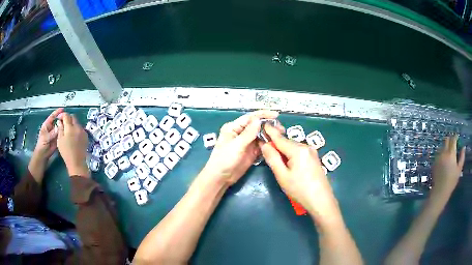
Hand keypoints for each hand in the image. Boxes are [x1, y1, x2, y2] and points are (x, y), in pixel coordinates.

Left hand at [33, 108, 63, 159]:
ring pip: (60, 128)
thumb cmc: (41, 145)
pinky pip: (61, 135)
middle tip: (68, 118)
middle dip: (62, 119)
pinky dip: (64, 133)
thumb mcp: (45, 138)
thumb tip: (58, 128)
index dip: (57, 112)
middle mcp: (51, 128)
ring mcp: (54, 134)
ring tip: (69, 124)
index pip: (52, 117)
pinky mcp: (57, 139)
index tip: (62, 109)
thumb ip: (52, 133)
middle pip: (57, 121)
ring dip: (63, 126)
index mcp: (47, 125)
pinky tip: (68, 132)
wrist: (43, 155)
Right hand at [57, 113, 89, 176]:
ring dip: (72, 124)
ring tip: (68, 130)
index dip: (62, 115)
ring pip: (77, 123)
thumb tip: (60, 121)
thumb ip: (60, 129)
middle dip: (68, 118)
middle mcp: (78, 127)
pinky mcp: (86, 136)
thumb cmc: (66, 152)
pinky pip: (80, 128)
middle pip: (73, 117)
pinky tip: (73, 135)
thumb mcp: (60, 140)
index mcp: (70, 127)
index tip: (59, 118)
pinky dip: (76, 129)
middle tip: (63, 123)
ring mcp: (83, 131)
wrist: (77, 162)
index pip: (66, 115)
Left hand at [201, 110, 281, 185]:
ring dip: (270, 135)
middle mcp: (241, 132)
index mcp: (234, 127)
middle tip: (281, 129)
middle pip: (257, 126)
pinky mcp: (252, 152)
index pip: (250, 118)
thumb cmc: (224, 160)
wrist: (221, 178)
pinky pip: (262, 145)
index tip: (276, 115)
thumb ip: (248, 133)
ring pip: (261, 135)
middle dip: (269, 126)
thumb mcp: (236, 145)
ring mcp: (247, 142)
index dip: (263, 115)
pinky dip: (268, 144)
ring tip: (281, 136)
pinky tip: (276, 144)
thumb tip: (259, 120)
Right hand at [259, 125, 339, 221]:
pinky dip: (291, 155)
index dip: (270, 132)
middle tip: (265, 151)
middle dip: (276, 145)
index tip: (262, 125)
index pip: (280, 138)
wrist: (321, 201)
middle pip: (287, 142)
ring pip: (293, 147)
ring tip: (277, 161)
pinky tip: (289, 164)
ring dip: (284, 151)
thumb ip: (272, 158)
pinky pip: (299, 152)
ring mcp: (312, 152)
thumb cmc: (300, 190)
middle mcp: (306, 147)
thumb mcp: (282, 176)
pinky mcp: (314, 158)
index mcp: (298, 149)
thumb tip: (264, 144)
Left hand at [431, 135, 465, 197]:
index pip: (453, 140)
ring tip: (449, 151)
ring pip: (442, 146)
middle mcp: (444, 153)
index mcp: (451, 153)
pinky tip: (444, 159)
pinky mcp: (434, 162)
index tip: (457, 137)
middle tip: (453, 143)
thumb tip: (463, 147)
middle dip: (450, 139)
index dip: (455, 137)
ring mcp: (438, 157)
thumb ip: (462, 157)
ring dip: (445, 146)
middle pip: (446, 140)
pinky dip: (442, 153)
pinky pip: (438, 153)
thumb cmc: (452, 181)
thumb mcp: (459, 169)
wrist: (440, 191)